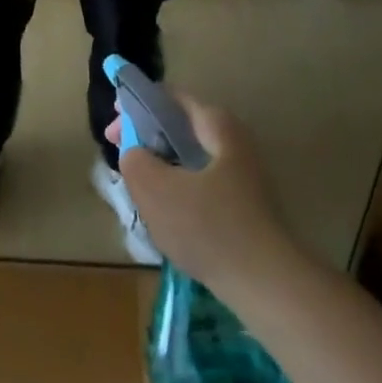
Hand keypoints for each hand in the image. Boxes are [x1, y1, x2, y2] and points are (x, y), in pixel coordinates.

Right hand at [105, 96, 289, 298]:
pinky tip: (165, 213)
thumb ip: (134, 160)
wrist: (267, 285)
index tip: (113, 126)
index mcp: (216, 125)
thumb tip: (135, 154)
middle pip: (181, 127)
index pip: (170, 98)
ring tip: (138, 184)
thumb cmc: (208, 227)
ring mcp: (243, 175)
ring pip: (190, 157)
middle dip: (147, 137)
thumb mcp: (155, 189)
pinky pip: (202, 183)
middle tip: (121, 154)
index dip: (136, 105)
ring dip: (162, 164)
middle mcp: (234, 141)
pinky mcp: (245, 206)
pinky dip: (179, 187)